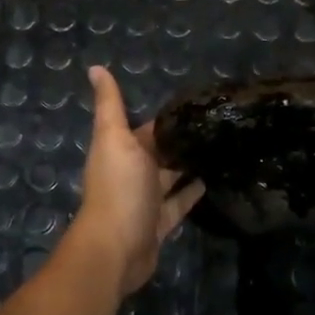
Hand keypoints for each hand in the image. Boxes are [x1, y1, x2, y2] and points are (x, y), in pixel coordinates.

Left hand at [71, 66, 204, 296]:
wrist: (117, 248)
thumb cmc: (118, 187)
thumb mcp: (114, 138)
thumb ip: (110, 104)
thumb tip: (95, 67)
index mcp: (121, 150)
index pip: (148, 128)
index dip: (168, 117)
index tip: (197, 103)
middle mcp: (132, 173)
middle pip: (160, 152)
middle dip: (181, 140)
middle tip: (216, 125)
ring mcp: (146, 200)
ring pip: (171, 177)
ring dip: (188, 165)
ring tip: (220, 148)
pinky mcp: (160, 223)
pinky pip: (179, 204)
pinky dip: (192, 193)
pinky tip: (212, 180)